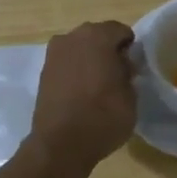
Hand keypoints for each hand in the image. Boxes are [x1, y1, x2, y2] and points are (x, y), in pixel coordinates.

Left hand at [31, 21, 137, 170]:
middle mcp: (73, 37)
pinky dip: (75, 72)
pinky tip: (81, 93)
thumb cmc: (103, 116)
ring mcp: (54, 54)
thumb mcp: (131, 94)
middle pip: (97, 36)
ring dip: (89, 61)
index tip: (133, 68)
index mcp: (98, 35)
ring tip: (98, 86)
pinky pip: (66, 64)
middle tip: (118, 75)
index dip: (130, 48)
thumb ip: (127, 71)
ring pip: (79, 49)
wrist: (60, 145)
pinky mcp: (43, 73)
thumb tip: (121, 64)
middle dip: (108, 51)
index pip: (121, 31)